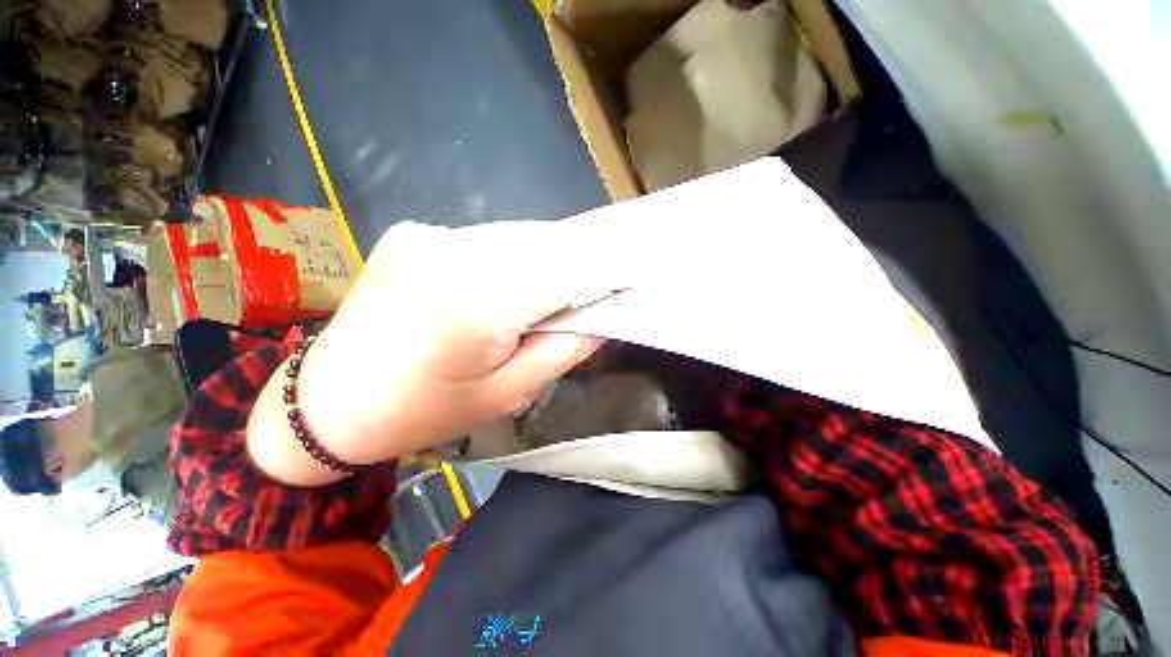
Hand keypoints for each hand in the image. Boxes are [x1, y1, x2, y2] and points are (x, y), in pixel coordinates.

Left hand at [293, 221, 613, 466]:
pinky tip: (507, 284)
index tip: (632, 278)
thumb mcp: (507, 394)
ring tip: (552, 291)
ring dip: (547, 258)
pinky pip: (489, 238)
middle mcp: (453, 252)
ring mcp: (430, 235)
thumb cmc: (424, 412)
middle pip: (545, 244)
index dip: (605, 272)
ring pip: (519, 236)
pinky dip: (514, 256)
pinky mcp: (416, 232)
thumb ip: (563, 349)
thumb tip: (601, 316)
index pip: (566, 270)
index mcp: (477, 303)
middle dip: (579, 263)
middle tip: (596, 288)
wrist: (328, 401)